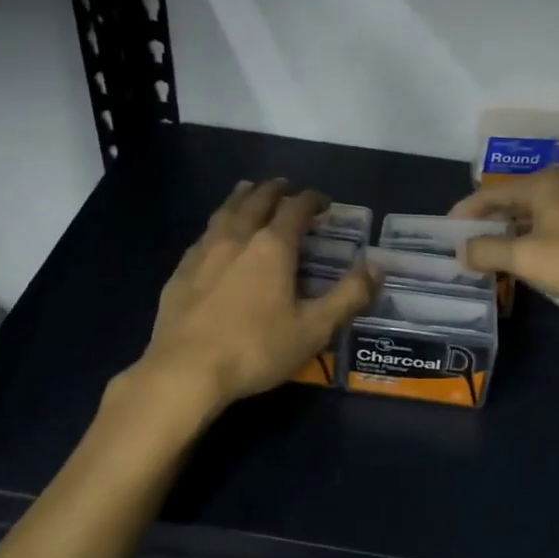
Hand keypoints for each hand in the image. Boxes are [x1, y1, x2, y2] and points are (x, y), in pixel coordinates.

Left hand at [140, 178, 376, 416]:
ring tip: (249, 189)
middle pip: (257, 200)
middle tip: (286, 186)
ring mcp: (204, 252)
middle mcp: (238, 238)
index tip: (324, 201)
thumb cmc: (256, 349)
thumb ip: (349, 295)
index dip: (312, 199)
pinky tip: (215, 234)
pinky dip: (218, 223)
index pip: (296, 208)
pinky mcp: (181, 271)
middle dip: (275, 190)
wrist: (185, 371)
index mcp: (273, 247)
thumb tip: (378, 265)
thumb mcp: (314, 328)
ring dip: (242, 197)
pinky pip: (203, 234)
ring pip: (226, 211)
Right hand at [451, 168, 558, 321]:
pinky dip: (531, 242)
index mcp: (540, 184)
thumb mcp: (526, 258)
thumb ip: (487, 251)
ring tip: (489, 258)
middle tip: (464, 248)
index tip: (444, 233)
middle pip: (510, 203)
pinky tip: (527, 262)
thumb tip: (461, 251)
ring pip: (531, 217)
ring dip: (509, 236)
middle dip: (486, 225)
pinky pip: (550, 228)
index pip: (489, 194)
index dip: (464, 213)